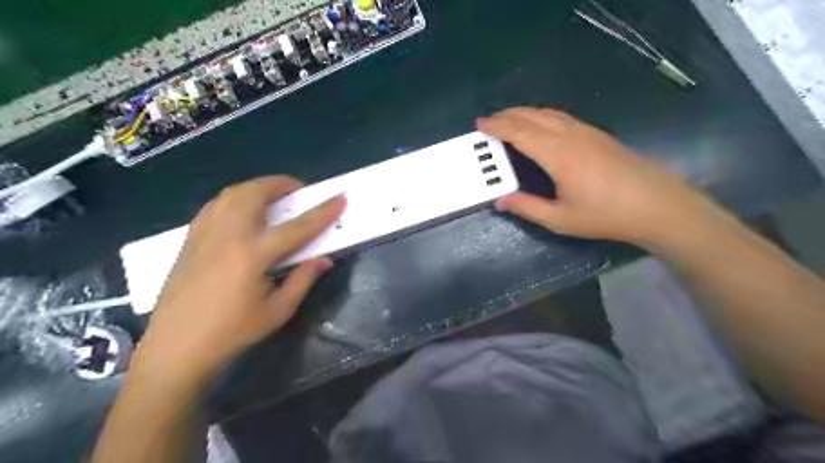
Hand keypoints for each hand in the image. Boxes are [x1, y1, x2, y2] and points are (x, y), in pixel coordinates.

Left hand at [132, 176, 345, 388]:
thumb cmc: (232, 333)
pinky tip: (243, 212)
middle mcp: (228, 236)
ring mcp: (205, 235)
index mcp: (253, 255)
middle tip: (298, 190)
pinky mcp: (190, 240)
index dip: (322, 212)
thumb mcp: (277, 311)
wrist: (175, 349)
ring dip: (257, 188)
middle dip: (281, 184)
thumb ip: (303, 279)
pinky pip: (215, 205)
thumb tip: (324, 259)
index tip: (340, 198)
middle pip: (255, 194)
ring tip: (273, 197)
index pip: (297, 227)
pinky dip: (234, 199)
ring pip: (231, 194)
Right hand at [477, 107, 708, 246]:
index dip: (498, 127)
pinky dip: (542, 116)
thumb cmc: (606, 215)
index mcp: (558, 155)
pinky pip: (562, 118)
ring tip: (508, 120)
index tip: (480, 124)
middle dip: (507, 115)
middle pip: (533, 116)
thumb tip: (501, 201)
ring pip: (549, 113)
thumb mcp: (561, 219)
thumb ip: (528, 208)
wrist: (657, 205)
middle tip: (488, 121)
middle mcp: (570, 136)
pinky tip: (539, 125)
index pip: (520, 132)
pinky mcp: (597, 135)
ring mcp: (587, 132)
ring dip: (525, 113)